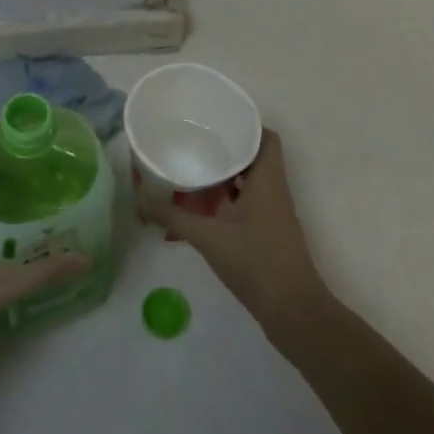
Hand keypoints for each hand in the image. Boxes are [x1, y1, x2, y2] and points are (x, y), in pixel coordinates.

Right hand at [143, 130, 328, 328]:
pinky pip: (246, 203)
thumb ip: (173, 216)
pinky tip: (198, 208)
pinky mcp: (267, 233)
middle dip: (225, 148)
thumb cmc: (256, 264)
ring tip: (190, 169)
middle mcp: (273, 191)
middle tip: (193, 141)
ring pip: (248, 181)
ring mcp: (272, 214)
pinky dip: (225, 199)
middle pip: (253, 157)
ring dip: (223, 175)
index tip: (215, 120)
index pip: (266, 137)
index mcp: (267, 180)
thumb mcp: (209, 238)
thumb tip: (139, 198)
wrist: (293, 313)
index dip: (245, 124)